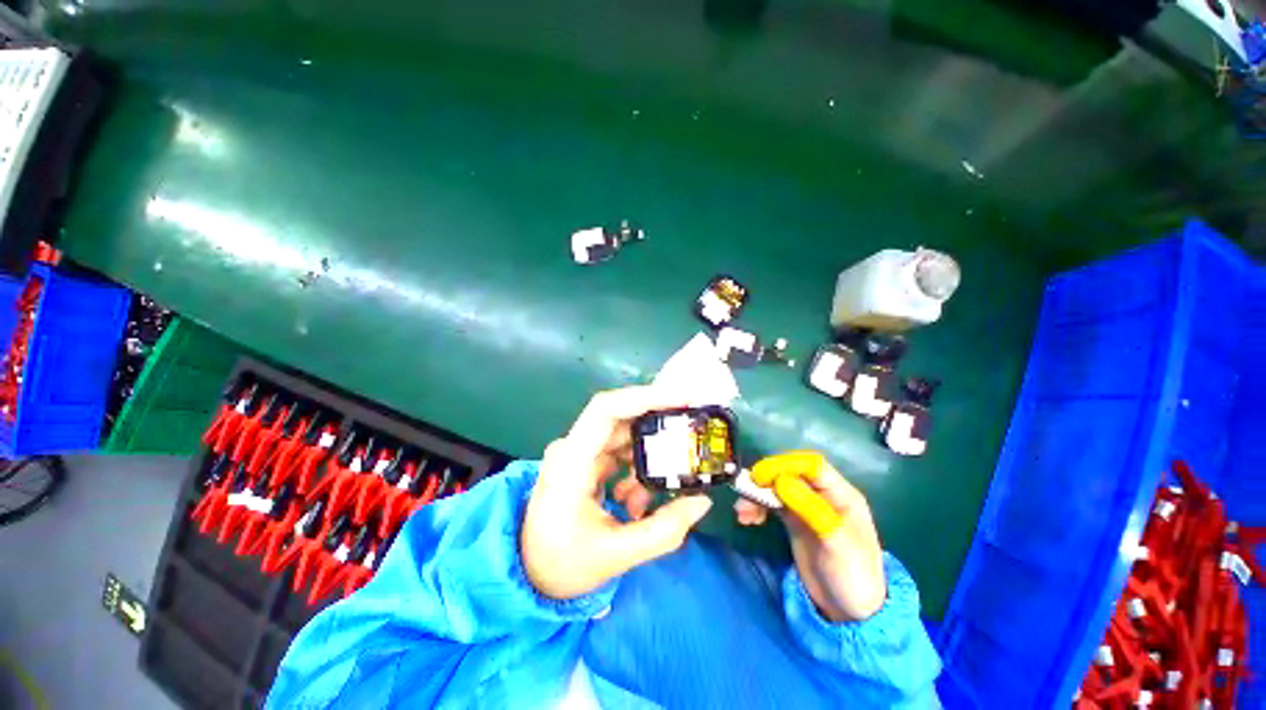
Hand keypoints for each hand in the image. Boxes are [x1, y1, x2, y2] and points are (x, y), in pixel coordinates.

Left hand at [521, 386, 713, 599]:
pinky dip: (636, 468)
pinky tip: (637, 500)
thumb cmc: (563, 565)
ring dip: (646, 456)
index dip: (644, 397)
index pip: (606, 410)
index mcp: (570, 463)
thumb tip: (702, 501)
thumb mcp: (617, 555)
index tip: (681, 400)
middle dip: (657, 423)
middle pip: (619, 418)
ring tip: (660, 487)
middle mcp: (571, 448)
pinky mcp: (584, 461)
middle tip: (690, 431)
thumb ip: (665, 529)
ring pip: (622, 435)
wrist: (528, 575)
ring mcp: (577, 453)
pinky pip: (618, 451)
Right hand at [736, 455, 885, 621]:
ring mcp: (806, 508)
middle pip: (790, 474)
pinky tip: (747, 518)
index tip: (761, 476)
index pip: (811, 465)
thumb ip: (809, 508)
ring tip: (742, 512)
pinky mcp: (794, 522)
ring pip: (777, 488)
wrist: (851, 614)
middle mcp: (822, 496)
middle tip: (746, 491)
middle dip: (766, 480)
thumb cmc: (852, 575)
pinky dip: (758, 507)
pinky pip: (772, 505)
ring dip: (757, 494)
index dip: (785, 465)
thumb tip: (779, 480)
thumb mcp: (835, 542)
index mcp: (841, 495)